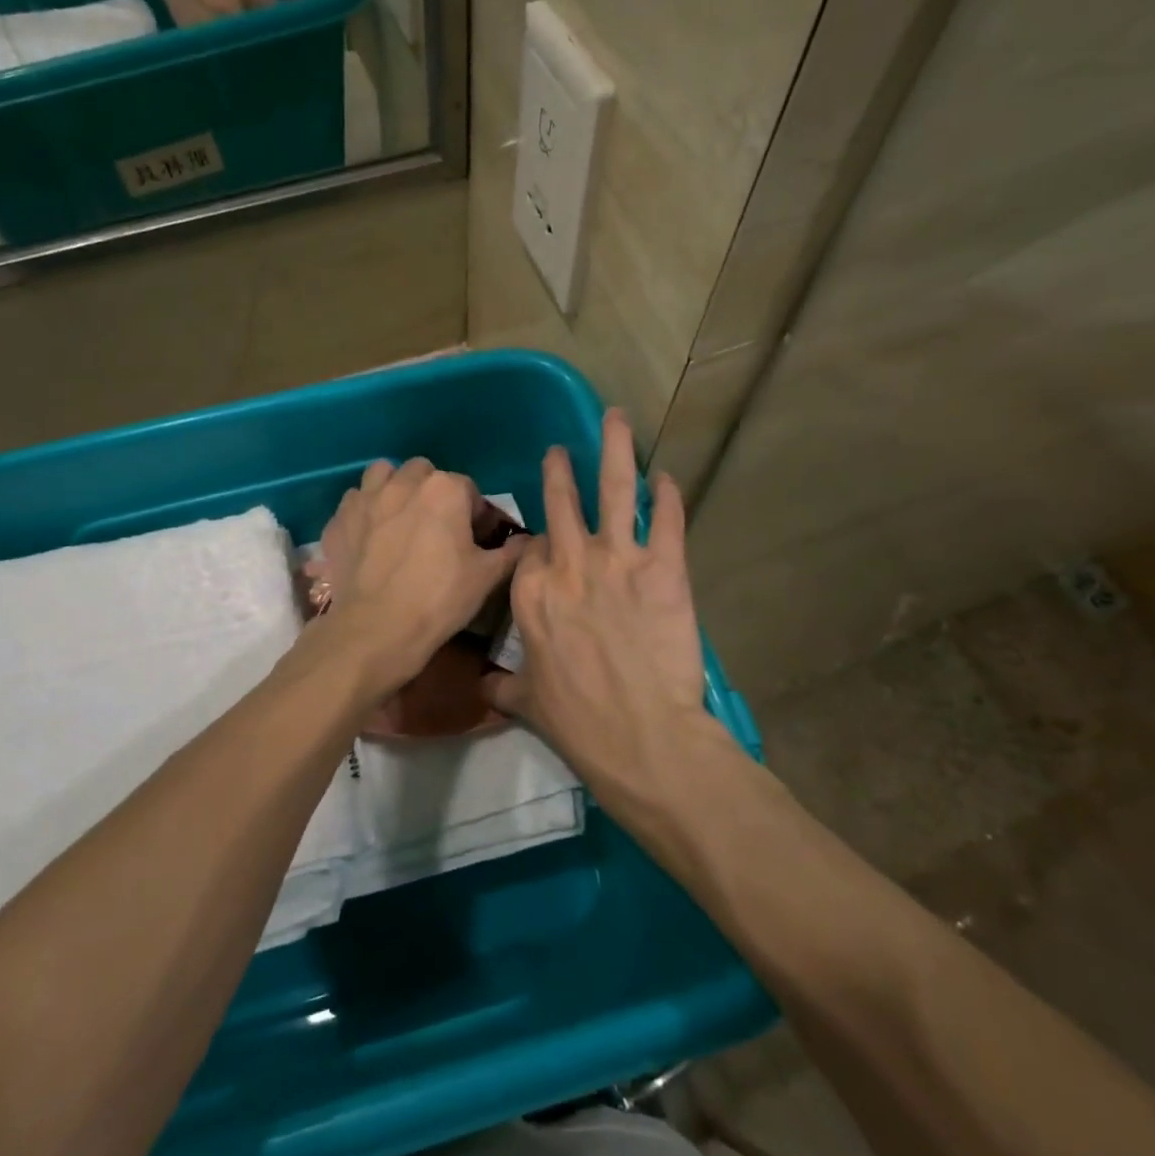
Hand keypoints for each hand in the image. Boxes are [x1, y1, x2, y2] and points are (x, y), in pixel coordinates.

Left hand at [318, 459, 527, 694]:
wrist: (376, 629)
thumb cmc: (439, 599)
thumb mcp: (487, 577)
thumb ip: (512, 551)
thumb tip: (528, 541)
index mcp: (444, 489)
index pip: (468, 488)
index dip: (474, 513)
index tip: (473, 540)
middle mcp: (403, 482)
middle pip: (424, 473)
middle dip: (433, 493)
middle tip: (437, 528)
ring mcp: (365, 498)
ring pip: (382, 475)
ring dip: (394, 489)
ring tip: (400, 520)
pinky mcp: (338, 519)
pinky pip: (354, 502)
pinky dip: (364, 513)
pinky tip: (370, 537)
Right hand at [488, 411, 721, 794]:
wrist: (642, 738)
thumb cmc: (579, 723)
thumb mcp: (528, 704)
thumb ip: (503, 686)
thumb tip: (484, 686)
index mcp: (530, 592)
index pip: (531, 547)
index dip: (539, 540)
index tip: (545, 535)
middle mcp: (568, 563)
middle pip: (562, 501)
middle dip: (561, 469)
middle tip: (561, 448)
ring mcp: (617, 560)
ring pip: (615, 489)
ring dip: (616, 449)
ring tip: (617, 417)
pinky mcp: (664, 567)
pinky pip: (666, 519)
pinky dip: (669, 496)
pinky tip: (668, 477)